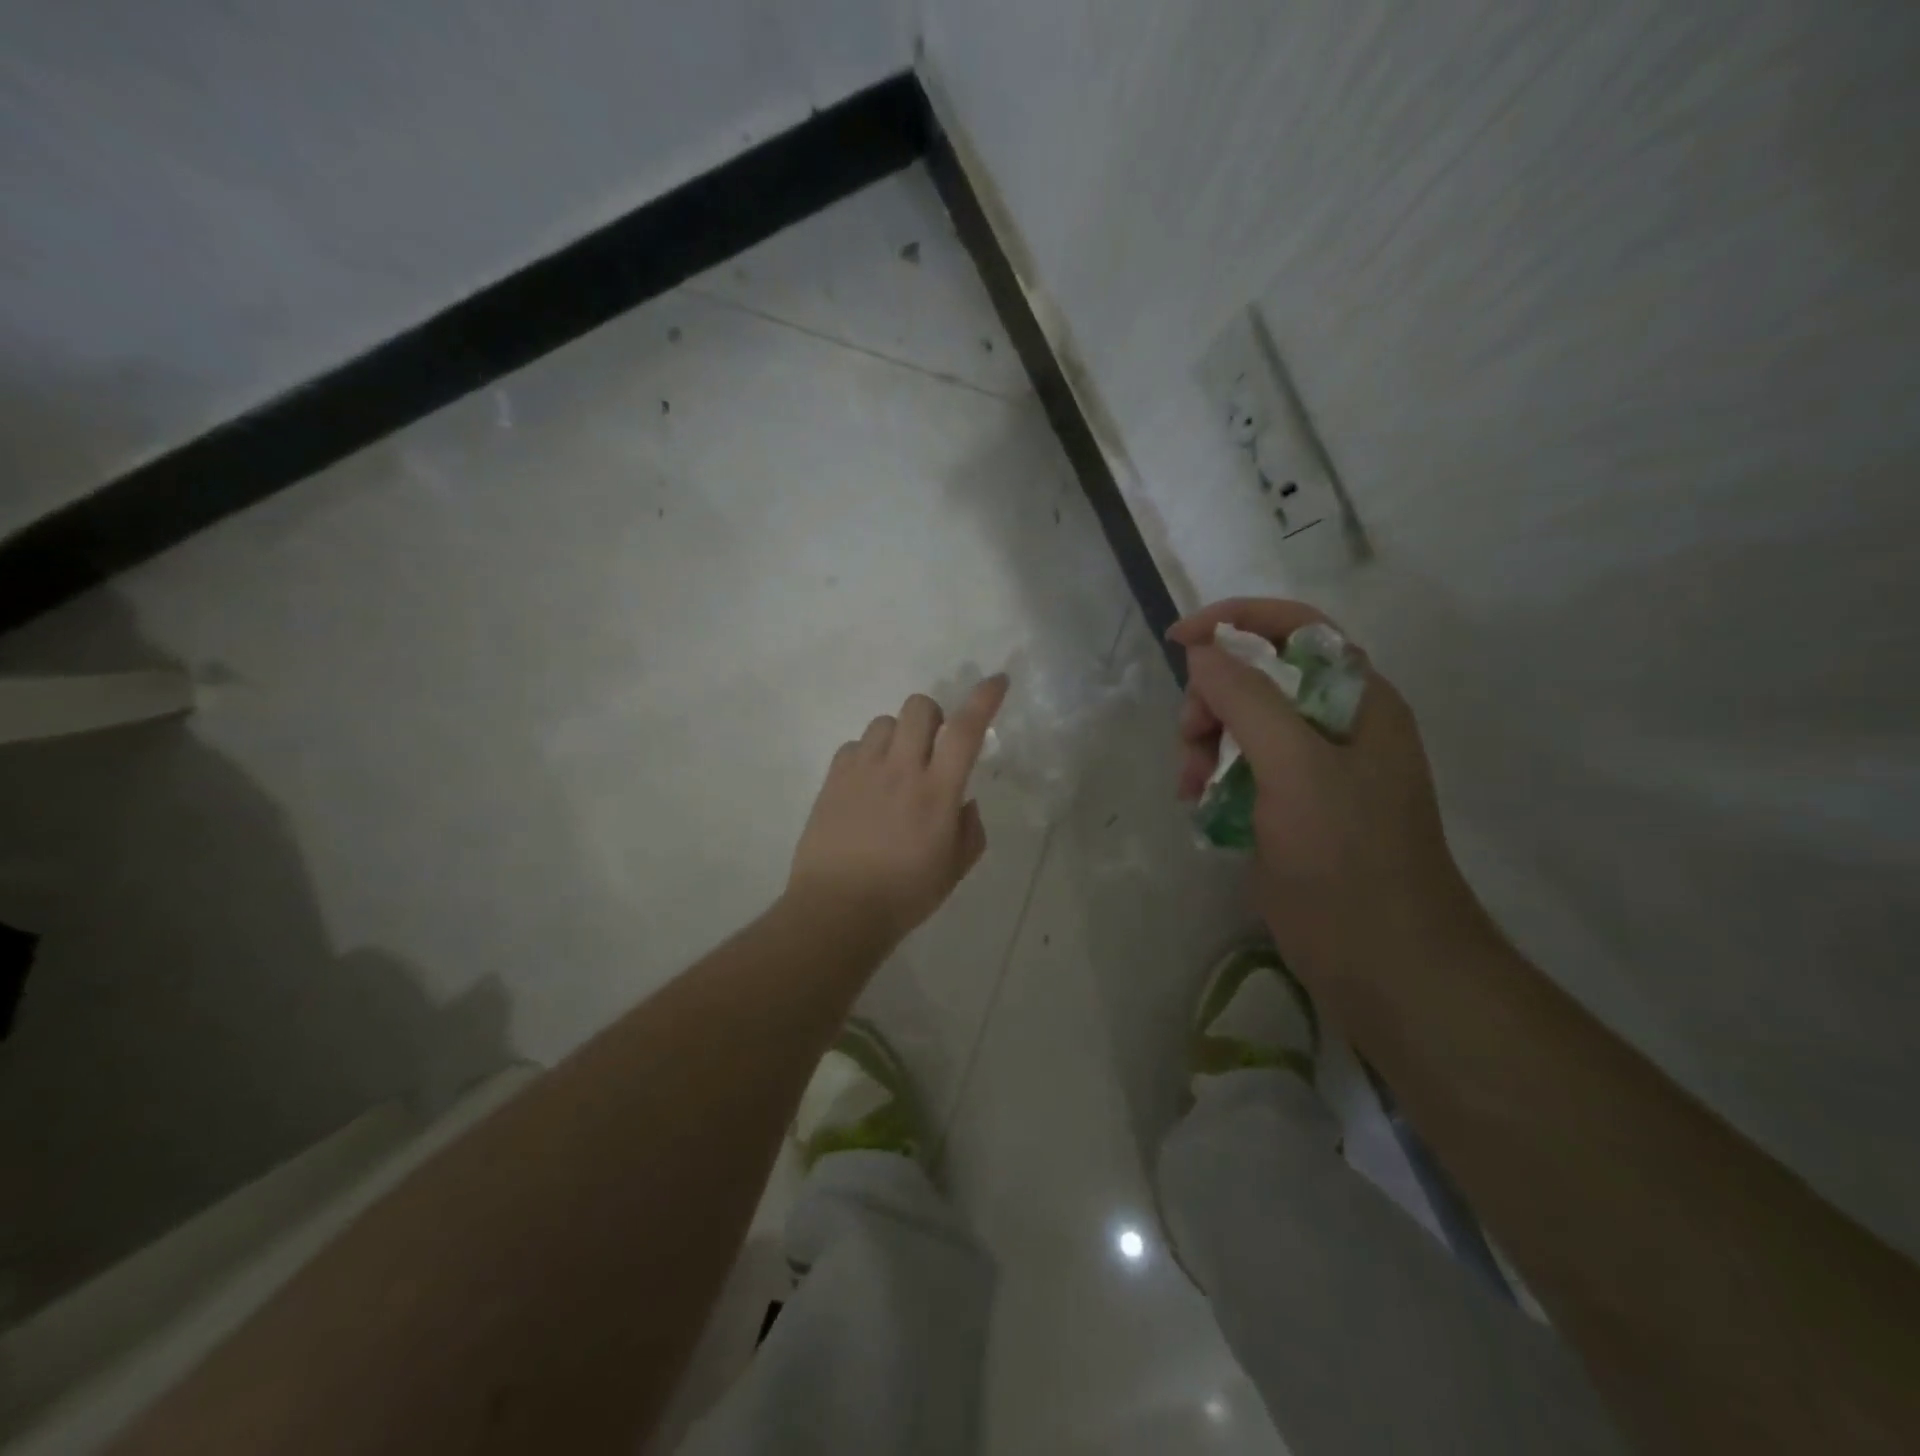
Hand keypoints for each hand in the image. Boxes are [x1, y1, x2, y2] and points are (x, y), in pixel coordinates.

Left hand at [788, 675, 1009, 944]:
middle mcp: (900, 770)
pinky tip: (867, 784)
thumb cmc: (904, 895)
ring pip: (884, 721)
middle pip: (919, 707)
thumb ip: (969, 828)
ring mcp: (862, 771)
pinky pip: (854, 745)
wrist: (837, 910)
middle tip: (933, 748)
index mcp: (937, 792)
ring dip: (899, 736)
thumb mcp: (955, 869)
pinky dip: (867, 755)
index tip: (997, 680)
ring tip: (896, 768)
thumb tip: (962, 801)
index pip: (965, 730)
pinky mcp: (833, 779)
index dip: (984, 699)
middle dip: (934, 717)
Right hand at [1169, 599, 1481, 997]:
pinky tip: (1198, 804)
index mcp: (1357, 700)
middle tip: (1189, 738)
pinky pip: (1241, 768)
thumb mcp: (1295, 767)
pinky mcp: (1291, 807)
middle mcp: (1337, 725)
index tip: (1179, 641)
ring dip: (1206, 743)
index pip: (1295, 628)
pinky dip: (1213, 776)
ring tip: (1190, 785)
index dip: (1236, 621)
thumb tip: (1204, 653)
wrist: (1382, 961)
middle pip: (1259, 677)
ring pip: (1242, 725)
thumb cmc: (1346, 856)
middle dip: (1213, 698)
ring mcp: (1314, 769)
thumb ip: (1248, 699)